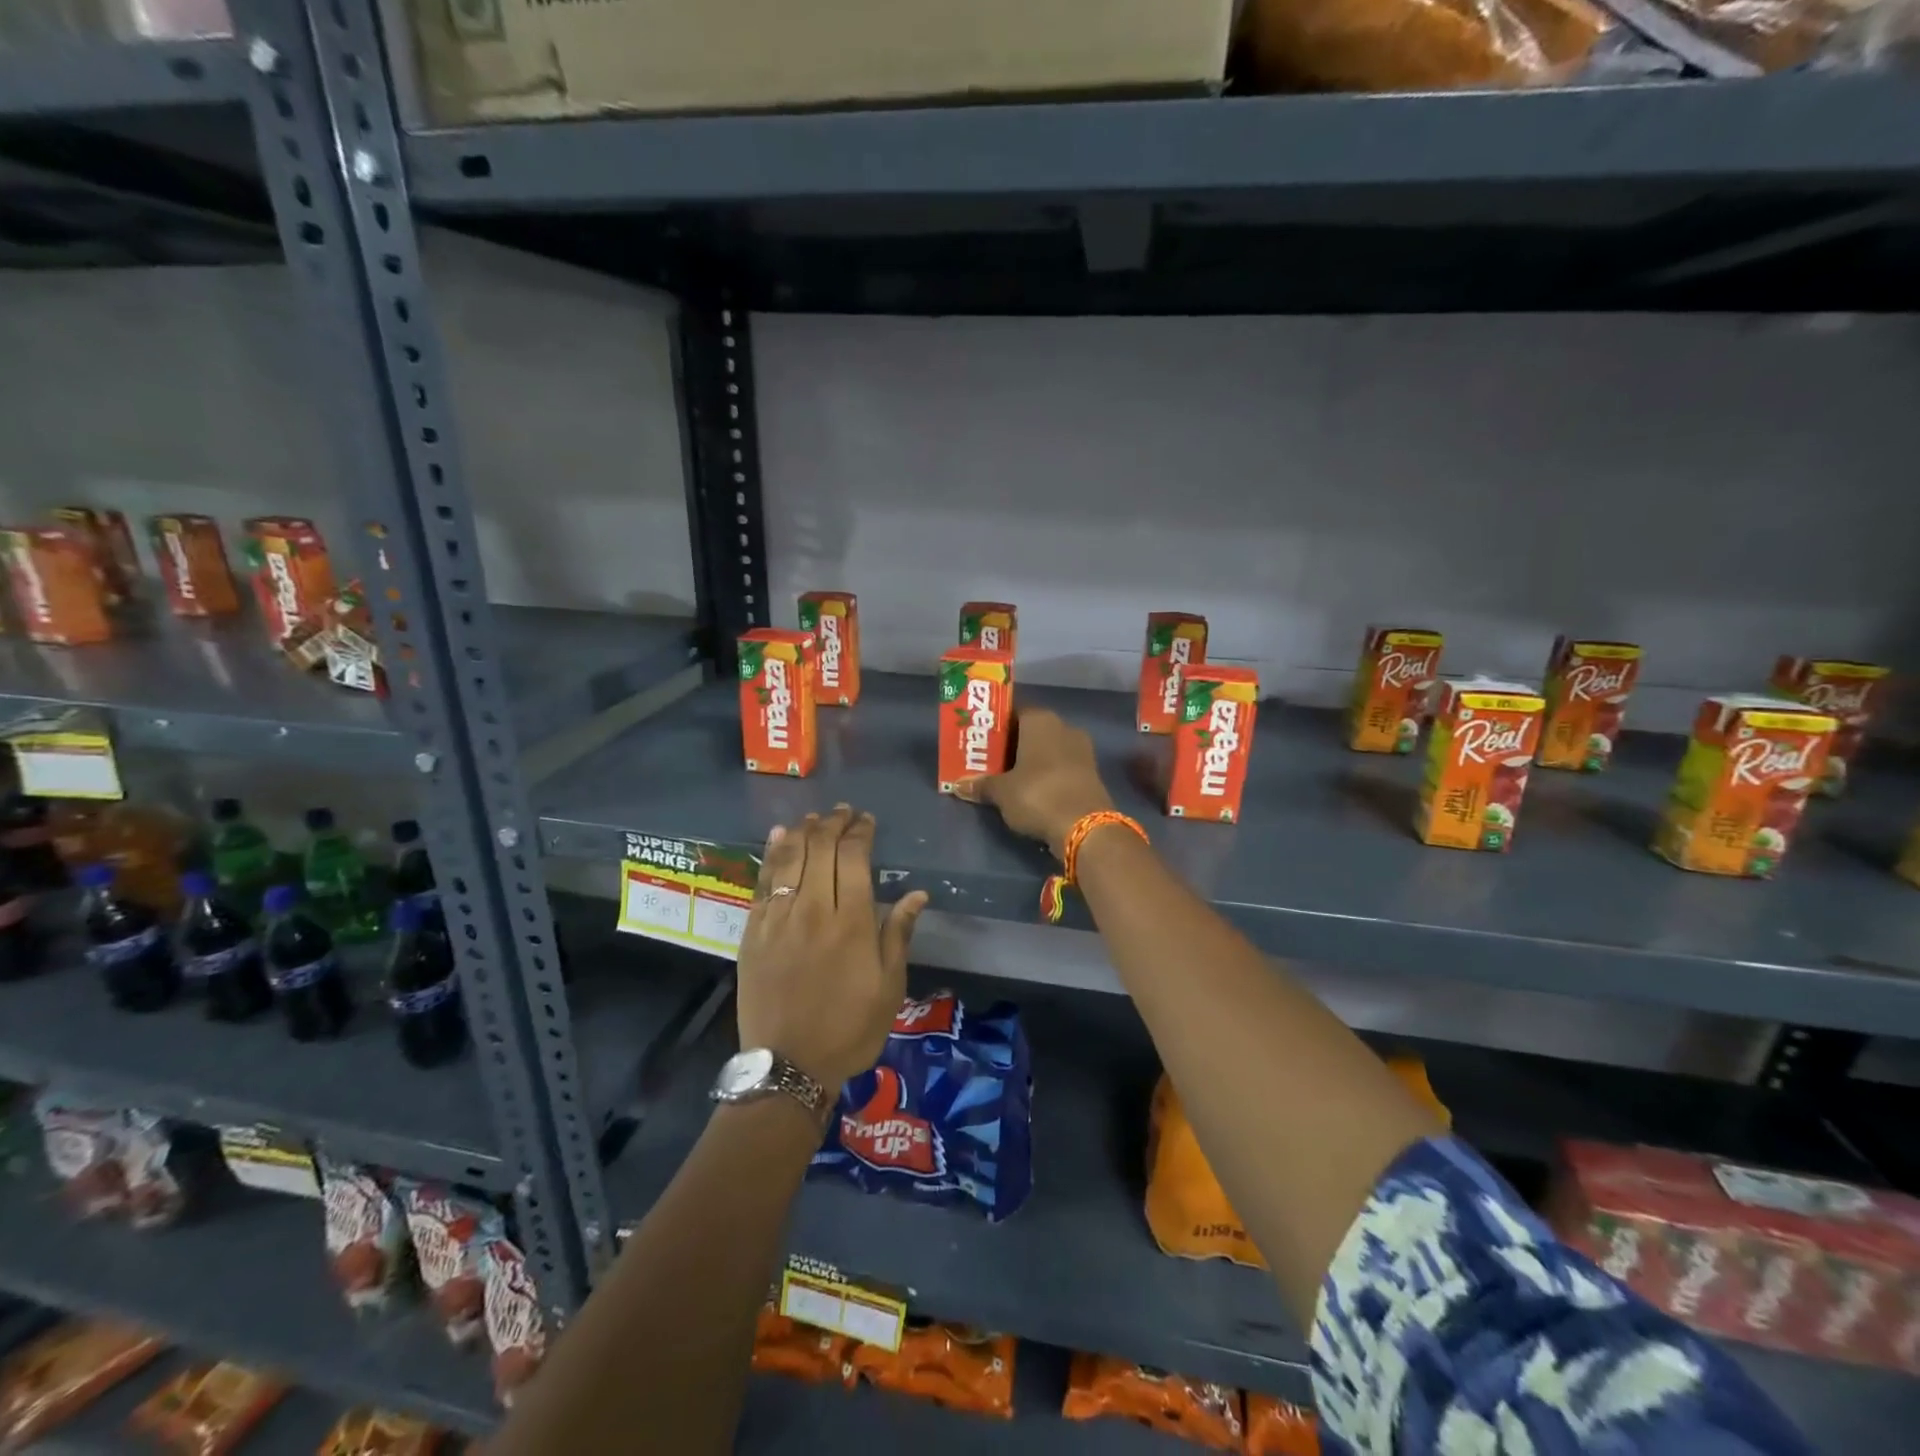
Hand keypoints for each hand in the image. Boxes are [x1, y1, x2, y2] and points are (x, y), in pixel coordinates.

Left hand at [736, 804, 929, 1089]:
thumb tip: (917, 893)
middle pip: (821, 850)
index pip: (853, 858)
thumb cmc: (849, 1028)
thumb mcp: (888, 987)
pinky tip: (780, 837)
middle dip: (833, 824)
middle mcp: (813, 910)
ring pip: (790, 859)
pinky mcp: (753, 932)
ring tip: (815, 818)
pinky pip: (763, 882)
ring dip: (804, 832)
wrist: (789, 1066)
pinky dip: (772, 854)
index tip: (866, 820)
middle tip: (843, 812)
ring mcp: (778, 919)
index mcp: (851, 922)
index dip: (860, 832)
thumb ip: (898, 934)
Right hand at [951, 708, 1113, 858]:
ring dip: (1029, 762)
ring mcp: (1081, 750)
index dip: (994, 726)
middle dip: (1011, 745)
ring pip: (1047, 750)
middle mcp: (1064, 727)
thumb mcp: (1001, 792)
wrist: (1085, 827)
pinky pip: (1060, 767)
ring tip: (1006, 778)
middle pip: (1030, 732)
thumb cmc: (1037, 795)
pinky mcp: (1091, 773)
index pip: (1012, 712)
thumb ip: (981, 784)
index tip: (979, 741)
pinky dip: (1046, 775)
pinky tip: (1031, 790)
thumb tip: (958, 785)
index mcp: (1040, 720)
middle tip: (988, 761)